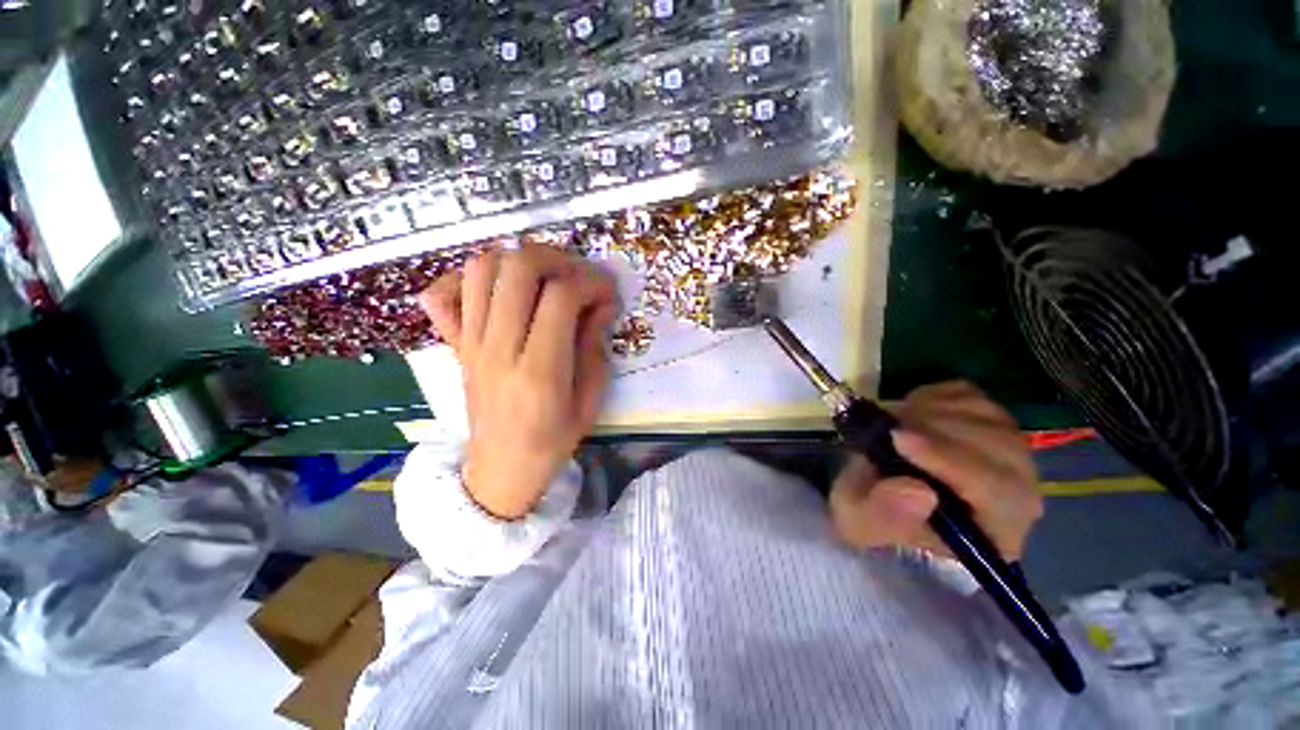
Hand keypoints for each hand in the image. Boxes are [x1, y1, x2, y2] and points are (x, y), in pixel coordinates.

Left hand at [419, 242, 616, 518]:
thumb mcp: (589, 400)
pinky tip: (497, 290)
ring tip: (544, 277)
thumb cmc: (553, 440)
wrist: (501, 468)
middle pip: (518, 269)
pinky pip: (442, 294)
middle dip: (556, 259)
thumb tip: (601, 305)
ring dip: (518, 260)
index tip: (607, 294)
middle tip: (577, 276)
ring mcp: (470, 343)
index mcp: (539, 370)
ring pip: (481, 269)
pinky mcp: (456, 345)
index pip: (561, 298)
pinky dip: (467, 279)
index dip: (591, 284)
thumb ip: (594, 348)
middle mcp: (499, 348)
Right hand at [829, 381, 1042, 560]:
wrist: (870, 489)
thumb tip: (918, 492)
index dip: (951, 460)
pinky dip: (934, 396)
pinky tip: (910, 412)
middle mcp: (1017, 492)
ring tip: (894, 423)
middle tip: (889, 426)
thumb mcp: (860, 522)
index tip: (898, 439)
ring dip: (932, 411)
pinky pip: (971, 395)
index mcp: (993, 532)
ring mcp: (1006, 449)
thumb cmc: (869, 514)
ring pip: (987, 416)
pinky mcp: (985, 419)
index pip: (999, 492)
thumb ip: (885, 515)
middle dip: (938, 430)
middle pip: (1001, 448)